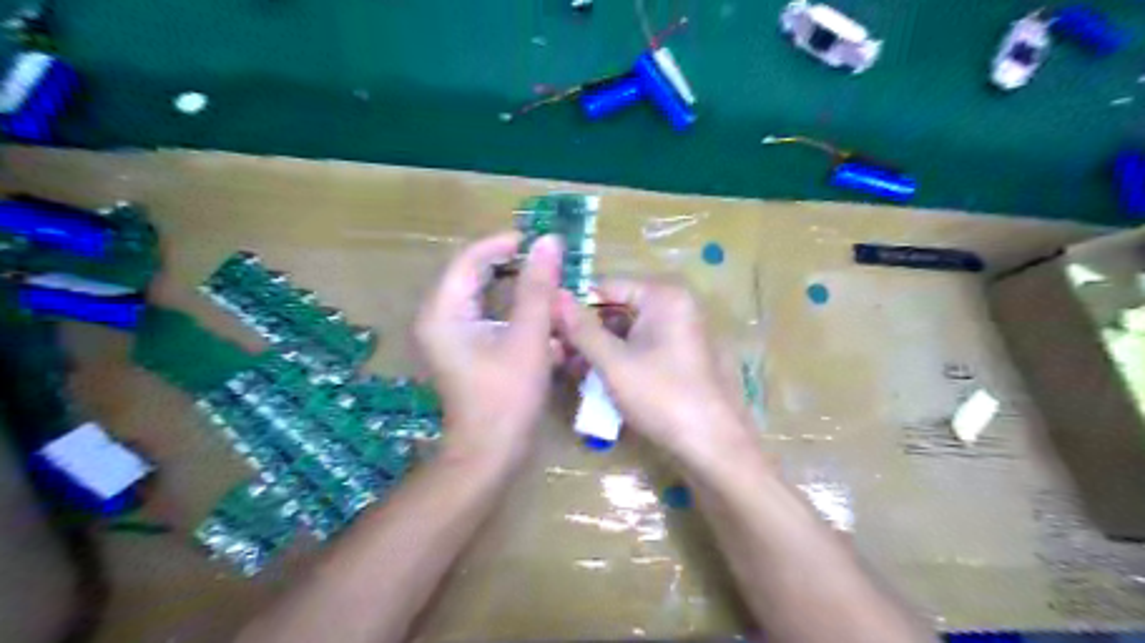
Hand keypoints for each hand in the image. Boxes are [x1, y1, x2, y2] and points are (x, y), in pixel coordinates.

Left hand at [419, 234, 563, 464]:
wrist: (491, 452)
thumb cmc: (508, 396)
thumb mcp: (528, 337)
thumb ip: (538, 287)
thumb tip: (549, 242)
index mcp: (443, 311)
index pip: (469, 258)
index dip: (504, 244)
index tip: (539, 240)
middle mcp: (438, 318)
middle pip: (473, 274)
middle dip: (512, 265)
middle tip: (547, 260)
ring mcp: (448, 335)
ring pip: (482, 295)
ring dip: (515, 288)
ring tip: (547, 283)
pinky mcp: (462, 349)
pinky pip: (485, 315)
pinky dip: (511, 310)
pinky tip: (538, 314)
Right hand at [557, 278, 756, 464]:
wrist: (714, 447)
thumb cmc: (662, 397)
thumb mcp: (614, 363)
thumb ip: (581, 329)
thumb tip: (554, 295)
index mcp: (665, 297)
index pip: (607, 286)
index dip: (576, 305)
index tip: (548, 327)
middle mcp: (677, 307)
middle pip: (619, 309)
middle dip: (586, 332)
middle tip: (556, 355)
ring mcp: (683, 333)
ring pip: (629, 332)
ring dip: (599, 349)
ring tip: (571, 371)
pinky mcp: (684, 358)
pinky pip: (643, 349)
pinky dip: (620, 361)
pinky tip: (597, 380)